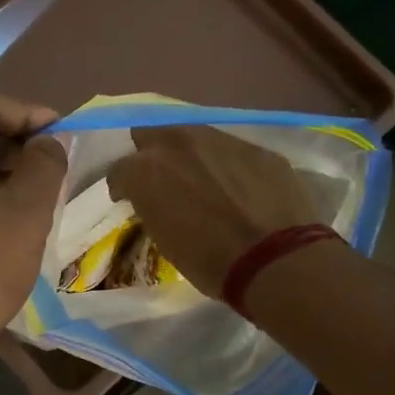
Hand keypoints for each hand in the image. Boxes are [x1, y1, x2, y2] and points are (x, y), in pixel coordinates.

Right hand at [105, 125, 326, 296]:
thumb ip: (151, 205)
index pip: (119, 169)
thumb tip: (155, 198)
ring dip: (189, 155)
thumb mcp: (163, 237)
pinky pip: (231, 151)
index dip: (123, 187)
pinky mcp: (255, 147)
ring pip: (192, 136)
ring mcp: (220, 140)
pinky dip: (227, 165)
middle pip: (150, 135)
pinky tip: (238, 188)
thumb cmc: (208, 260)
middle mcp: (177, 143)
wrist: (276, 259)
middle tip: (162, 180)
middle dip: (151, 154)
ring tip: (202, 180)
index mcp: (145, 169)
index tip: (129, 200)